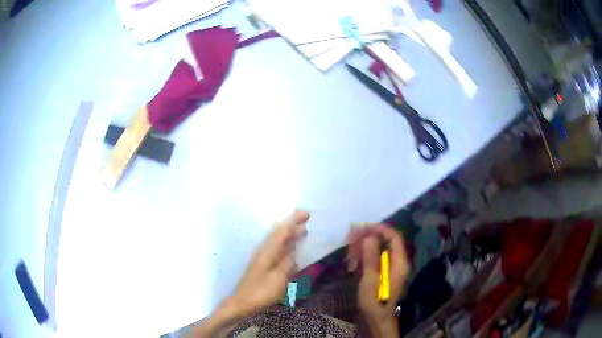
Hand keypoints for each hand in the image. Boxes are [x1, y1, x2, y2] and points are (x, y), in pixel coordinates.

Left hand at [228, 210, 308, 316]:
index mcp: (267, 252)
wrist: (242, 304)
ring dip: (290, 236)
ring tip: (303, 232)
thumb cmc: (260, 292)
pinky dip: (286, 248)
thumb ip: (287, 263)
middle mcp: (264, 252)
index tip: (306, 214)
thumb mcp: (278, 279)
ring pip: (278, 243)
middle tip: (307, 219)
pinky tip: (292, 252)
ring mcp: (263, 259)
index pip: (282, 231)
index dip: (293, 221)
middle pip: (279, 234)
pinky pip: (277, 252)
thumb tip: (294, 250)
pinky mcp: (263, 267)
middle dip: (292, 225)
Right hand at [347, 224, 408, 337]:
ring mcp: (390, 267)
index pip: (394, 237)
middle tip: (352, 236)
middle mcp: (397, 261)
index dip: (381, 229)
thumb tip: (369, 237)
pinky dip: (365, 255)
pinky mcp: (383, 272)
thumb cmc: (375, 300)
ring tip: (349, 247)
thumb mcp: (371, 279)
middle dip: (369, 236)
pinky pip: (375, 258)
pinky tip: (353, 259)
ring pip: (379, 249)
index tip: (364, 227)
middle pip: (386, 241)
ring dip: (365, 246)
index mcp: (399, 262)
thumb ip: (371, 258)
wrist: (377, 318)